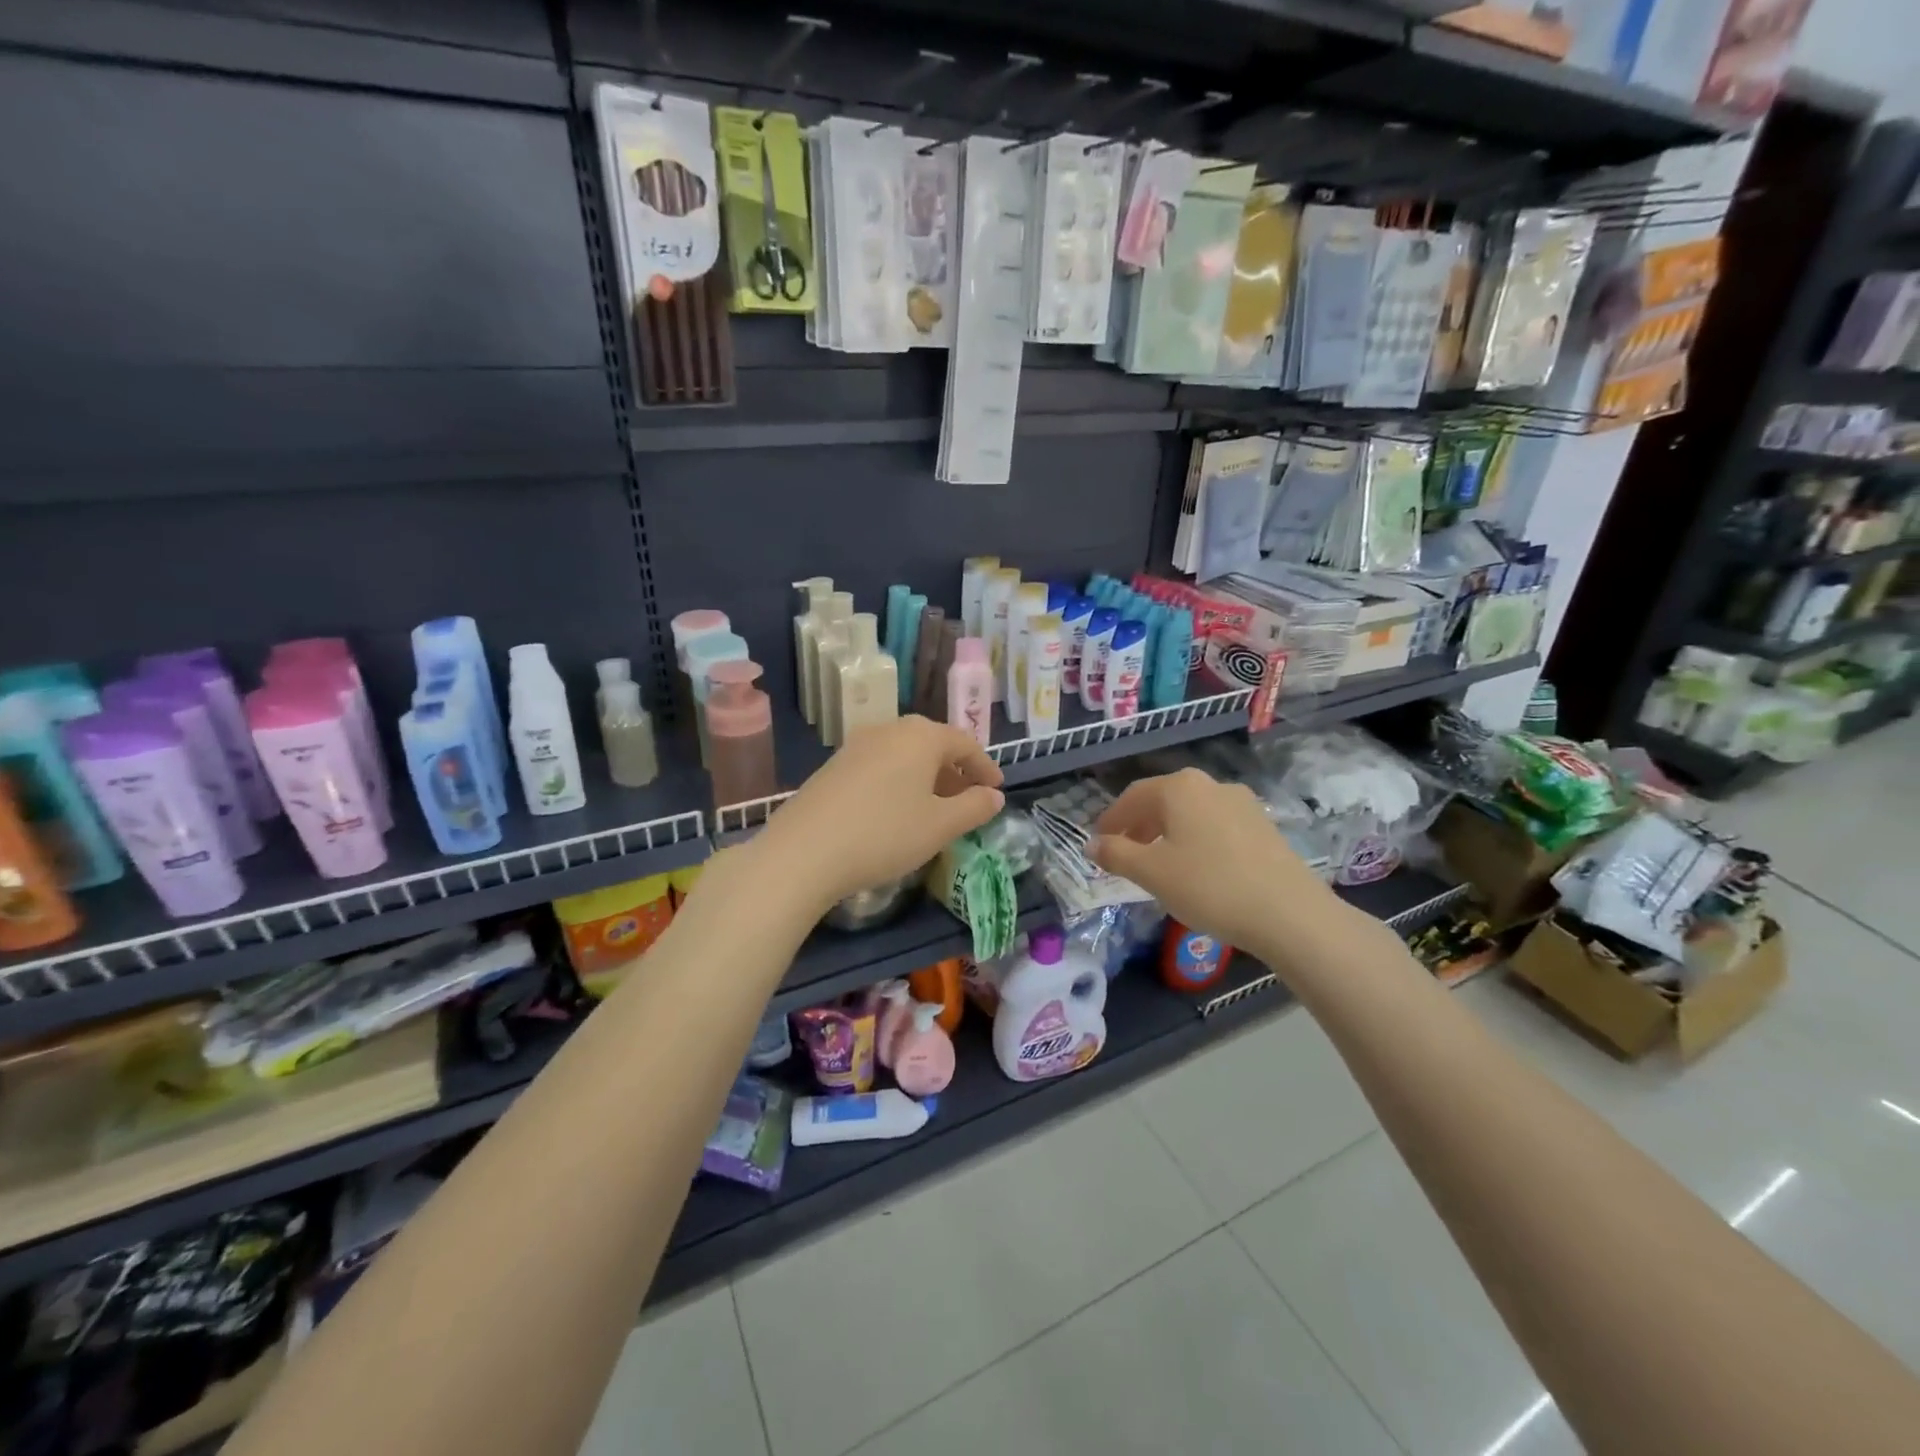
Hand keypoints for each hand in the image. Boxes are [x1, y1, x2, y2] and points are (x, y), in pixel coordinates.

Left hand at [756, 716, 1005, 913]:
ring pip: (904, 755)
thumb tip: (994, 795)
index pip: (965, 743)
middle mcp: (889, 730)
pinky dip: (899, 782)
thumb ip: (974, 807)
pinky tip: (897, 812)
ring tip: (935, 810)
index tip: (996, 790)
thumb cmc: (885, 834)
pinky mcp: (834, 765)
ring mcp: (856, 745)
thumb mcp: (940, 826)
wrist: (804, 852)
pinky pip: (880, 766)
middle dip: (954, 772)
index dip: (984, 767)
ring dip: (926, 778)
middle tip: (968, 800)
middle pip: (933, 744)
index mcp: (921, 736)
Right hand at [1088, 768, 1345, 961]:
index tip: (1098, 843)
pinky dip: (1195, 840)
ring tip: (1158, 864)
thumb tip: (1091, 844)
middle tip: (1124, 853)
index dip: (1111, 820)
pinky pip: (1215, 826)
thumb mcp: (1151, 873)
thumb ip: (1116, 854)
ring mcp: (1242, 803)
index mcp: (1179, 787)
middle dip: (1139, 826)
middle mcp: (1210, 785)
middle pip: (1162, 801)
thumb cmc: (1209, 887)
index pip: (1132, 797)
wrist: (1290, 913)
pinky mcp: (1263, 826)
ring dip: (1167, 833)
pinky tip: (1197, 869)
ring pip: (1190, 813)